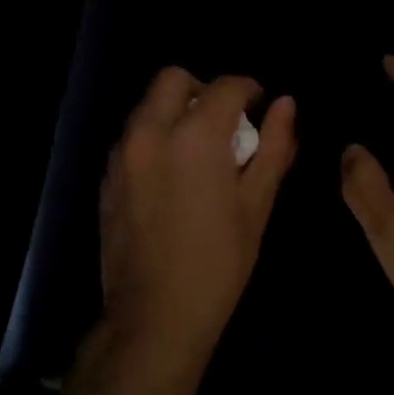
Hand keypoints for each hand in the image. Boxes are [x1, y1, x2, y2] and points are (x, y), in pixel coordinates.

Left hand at [99, 69, 297, 375]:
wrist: (155, 315)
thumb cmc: (219, 262)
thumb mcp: (257, 204)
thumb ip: (274, 146)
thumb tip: (286, 104)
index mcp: (195, 136)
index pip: (226, 86)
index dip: (249, 89)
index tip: (259, 105)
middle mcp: (151, 131)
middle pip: (174, 79)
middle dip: (204, 89)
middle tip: (225, 122)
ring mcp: (122, 153)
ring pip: (148, 104)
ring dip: (176, 111)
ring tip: (198, 150)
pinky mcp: (107, 175)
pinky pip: (132, 134)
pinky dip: (155, 135)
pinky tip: (172, 174)